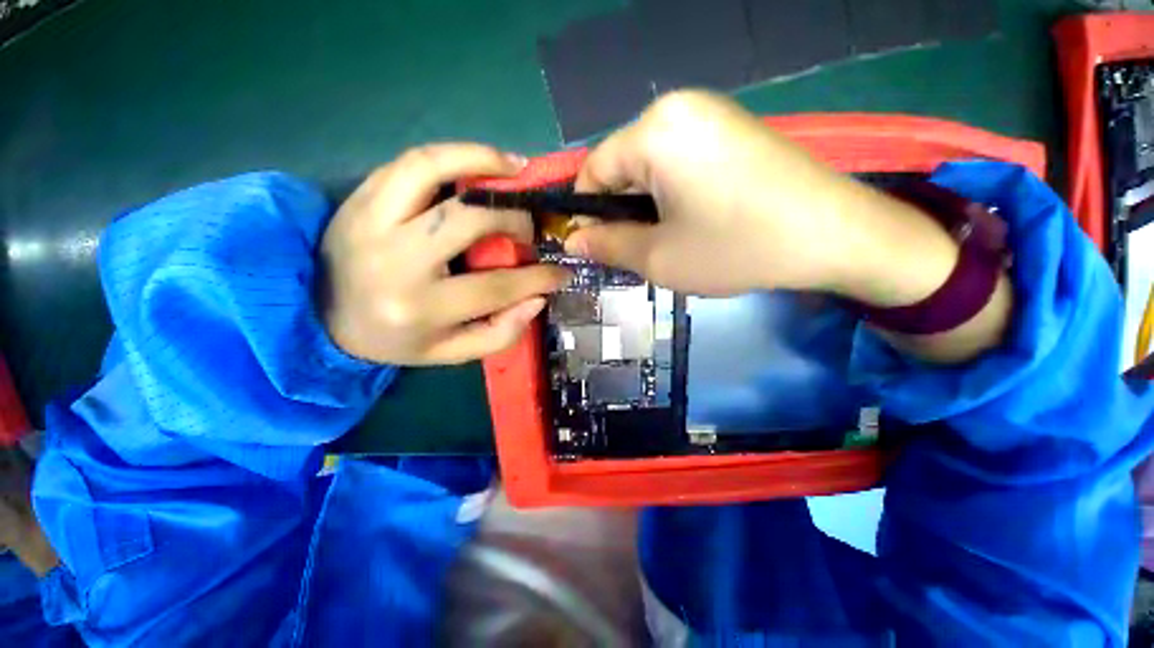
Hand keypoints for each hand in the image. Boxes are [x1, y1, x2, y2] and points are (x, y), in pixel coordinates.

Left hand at [321, 143, 569, 364]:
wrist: (321, 317)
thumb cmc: (394, 340)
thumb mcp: (450, 353)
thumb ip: (500, 333)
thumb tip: (538, 298)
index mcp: (421, 308)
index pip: (497, 286)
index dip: (539, 276)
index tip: (561, 272)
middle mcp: (395, 260)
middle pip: (469, 220)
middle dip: (514, 221)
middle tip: (531, 228)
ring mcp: (372, 220)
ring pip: (432, 169)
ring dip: (483, 161)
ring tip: (516, 166)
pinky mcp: (361, 197)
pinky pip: (411, 161)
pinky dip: (453, 153)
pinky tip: (480, 161)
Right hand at [566, 90, 872, 296]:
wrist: (835, 236)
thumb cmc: (736, 247)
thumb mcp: (658, 257)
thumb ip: (607, 246)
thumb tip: (572, 240)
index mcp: (654, 131)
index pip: (593, 170)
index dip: (587, 212)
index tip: (596, 245)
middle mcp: (678, 108)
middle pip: (623, 166)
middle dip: (622, 210)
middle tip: (639, 249)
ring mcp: (710, 115)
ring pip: (650, 167)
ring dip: (648, 206)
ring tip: (670, 239)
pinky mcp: (731, 129)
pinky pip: (679, 162)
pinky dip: (673, 194)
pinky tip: (694, 221)